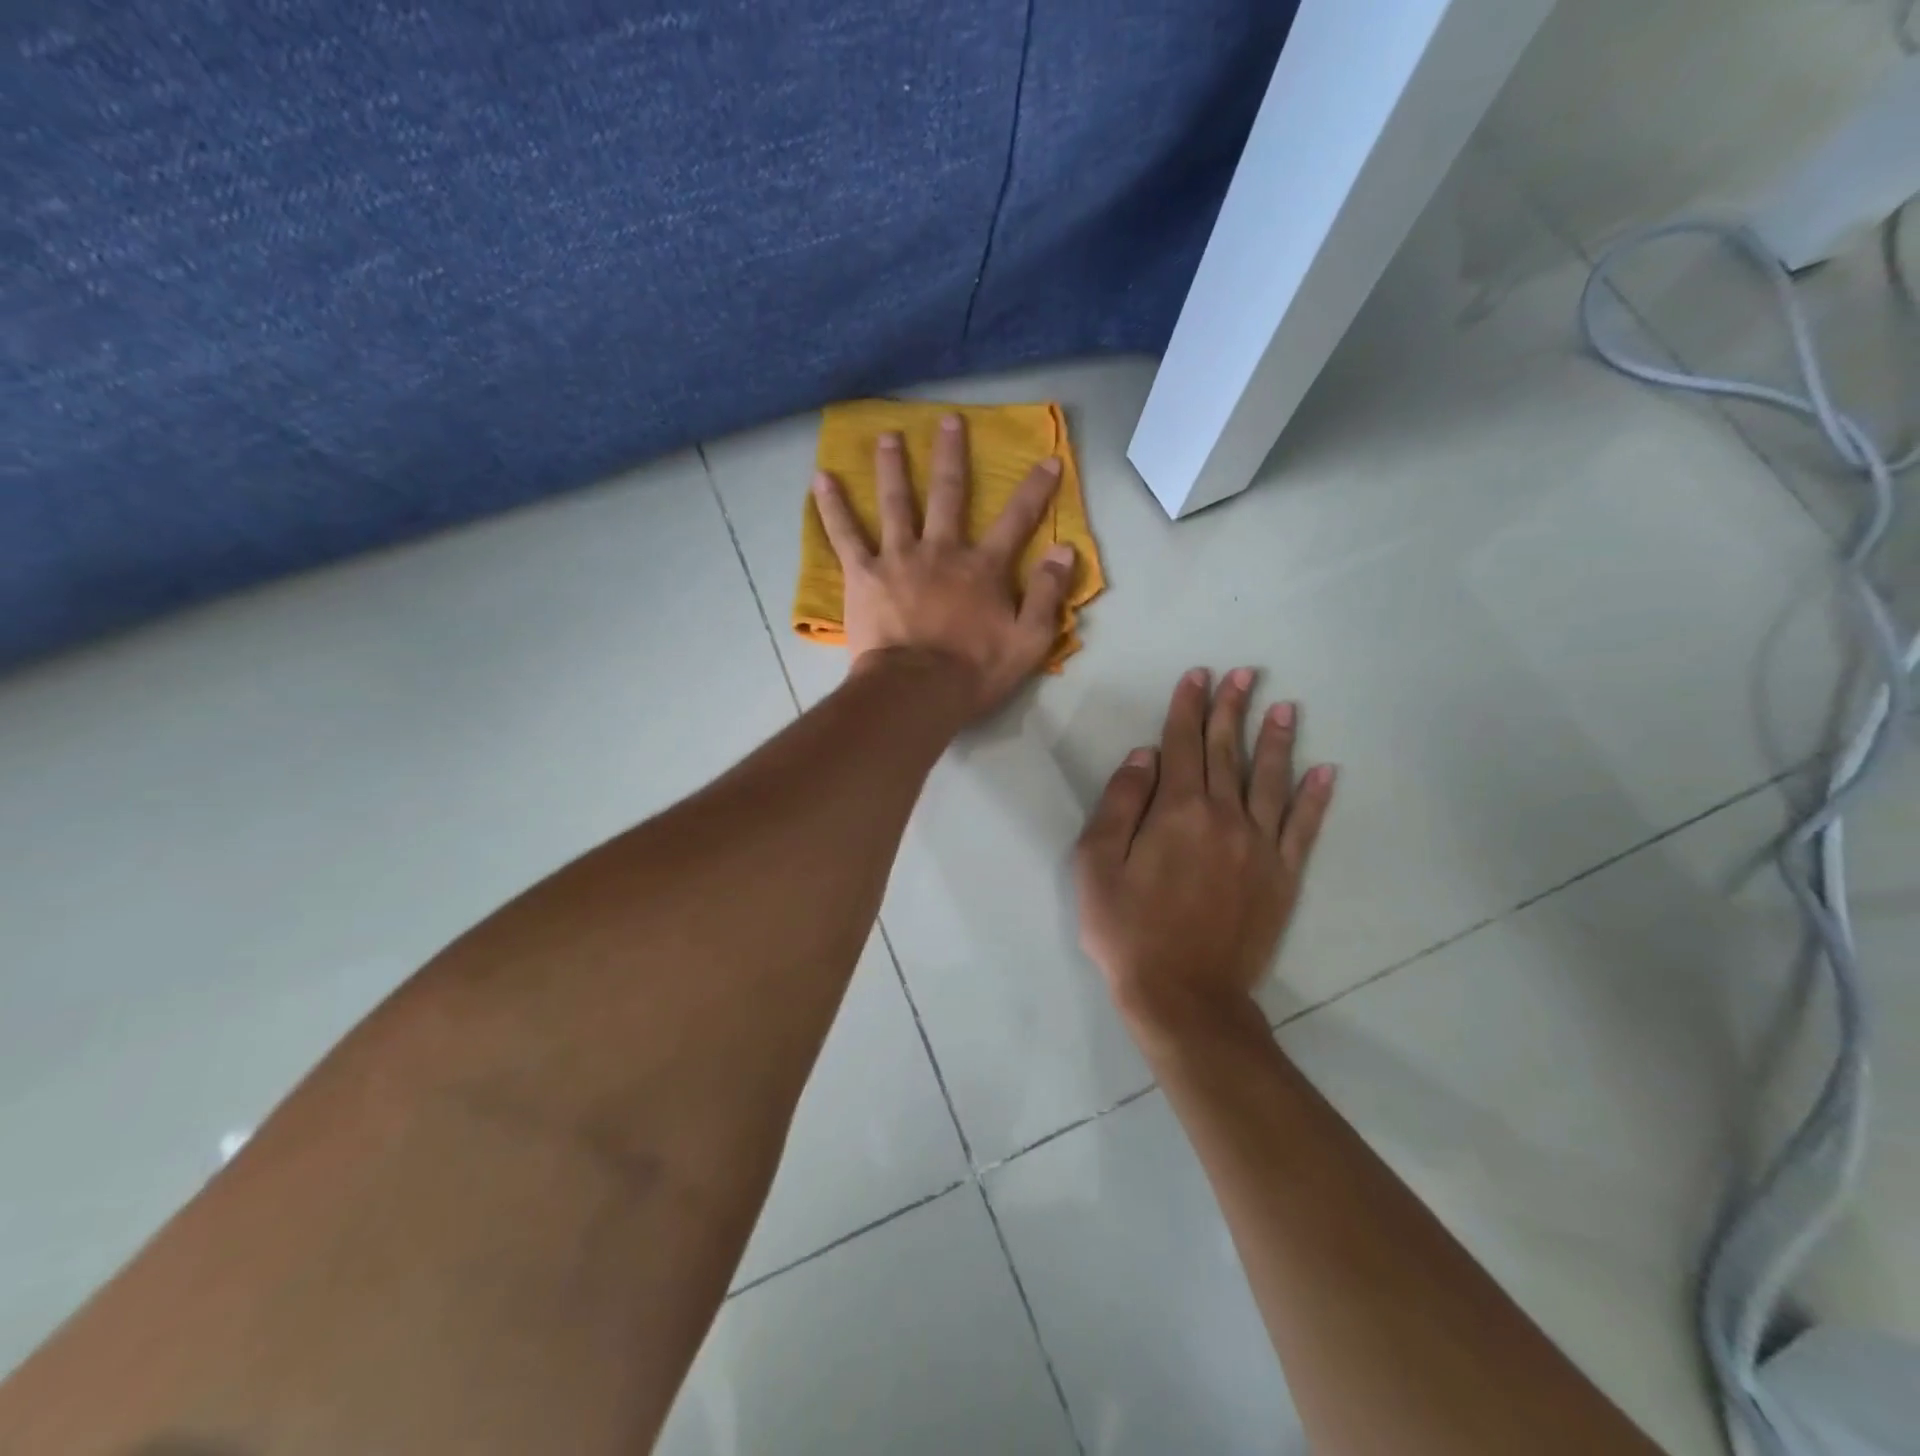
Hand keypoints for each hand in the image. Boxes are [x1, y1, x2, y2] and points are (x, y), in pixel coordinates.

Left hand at [811, 415, 1074, 720]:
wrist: (915, 692)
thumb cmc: (973, 671)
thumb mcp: (1028, 641)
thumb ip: (1048, 595)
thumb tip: (1065, 551)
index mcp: (983, 568)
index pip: (1017, 520)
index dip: (1035, 490)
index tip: (1049, 459)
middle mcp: (941, 550)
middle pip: (948, 494)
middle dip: (951, 455)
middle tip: (948, 420)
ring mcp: (898, 558)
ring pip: (895, 502)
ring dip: (892, 466)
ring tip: (886, 436)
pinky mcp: (863, 575)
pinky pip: (845, 535)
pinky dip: (833, 507)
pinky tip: (821, 479)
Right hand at [1074, 668, 1334, 1052]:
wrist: (1184, 996)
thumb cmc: (1128, 930)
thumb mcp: (1097, 864)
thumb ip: (1120, 803)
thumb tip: (1144, 756)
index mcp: (1177, 811)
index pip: (1183, 745)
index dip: (1188, 707)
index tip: (1197, 676)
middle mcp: (1224, 817)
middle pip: (1228, 752)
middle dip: (1232, 709)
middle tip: (1244, 674)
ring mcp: (1259, 847)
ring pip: (1270, 780)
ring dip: (1276, 740)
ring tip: (1284, 706)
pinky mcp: (1282, 877)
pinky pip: (1304, 828)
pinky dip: (1315, 798)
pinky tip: (1326, 772)